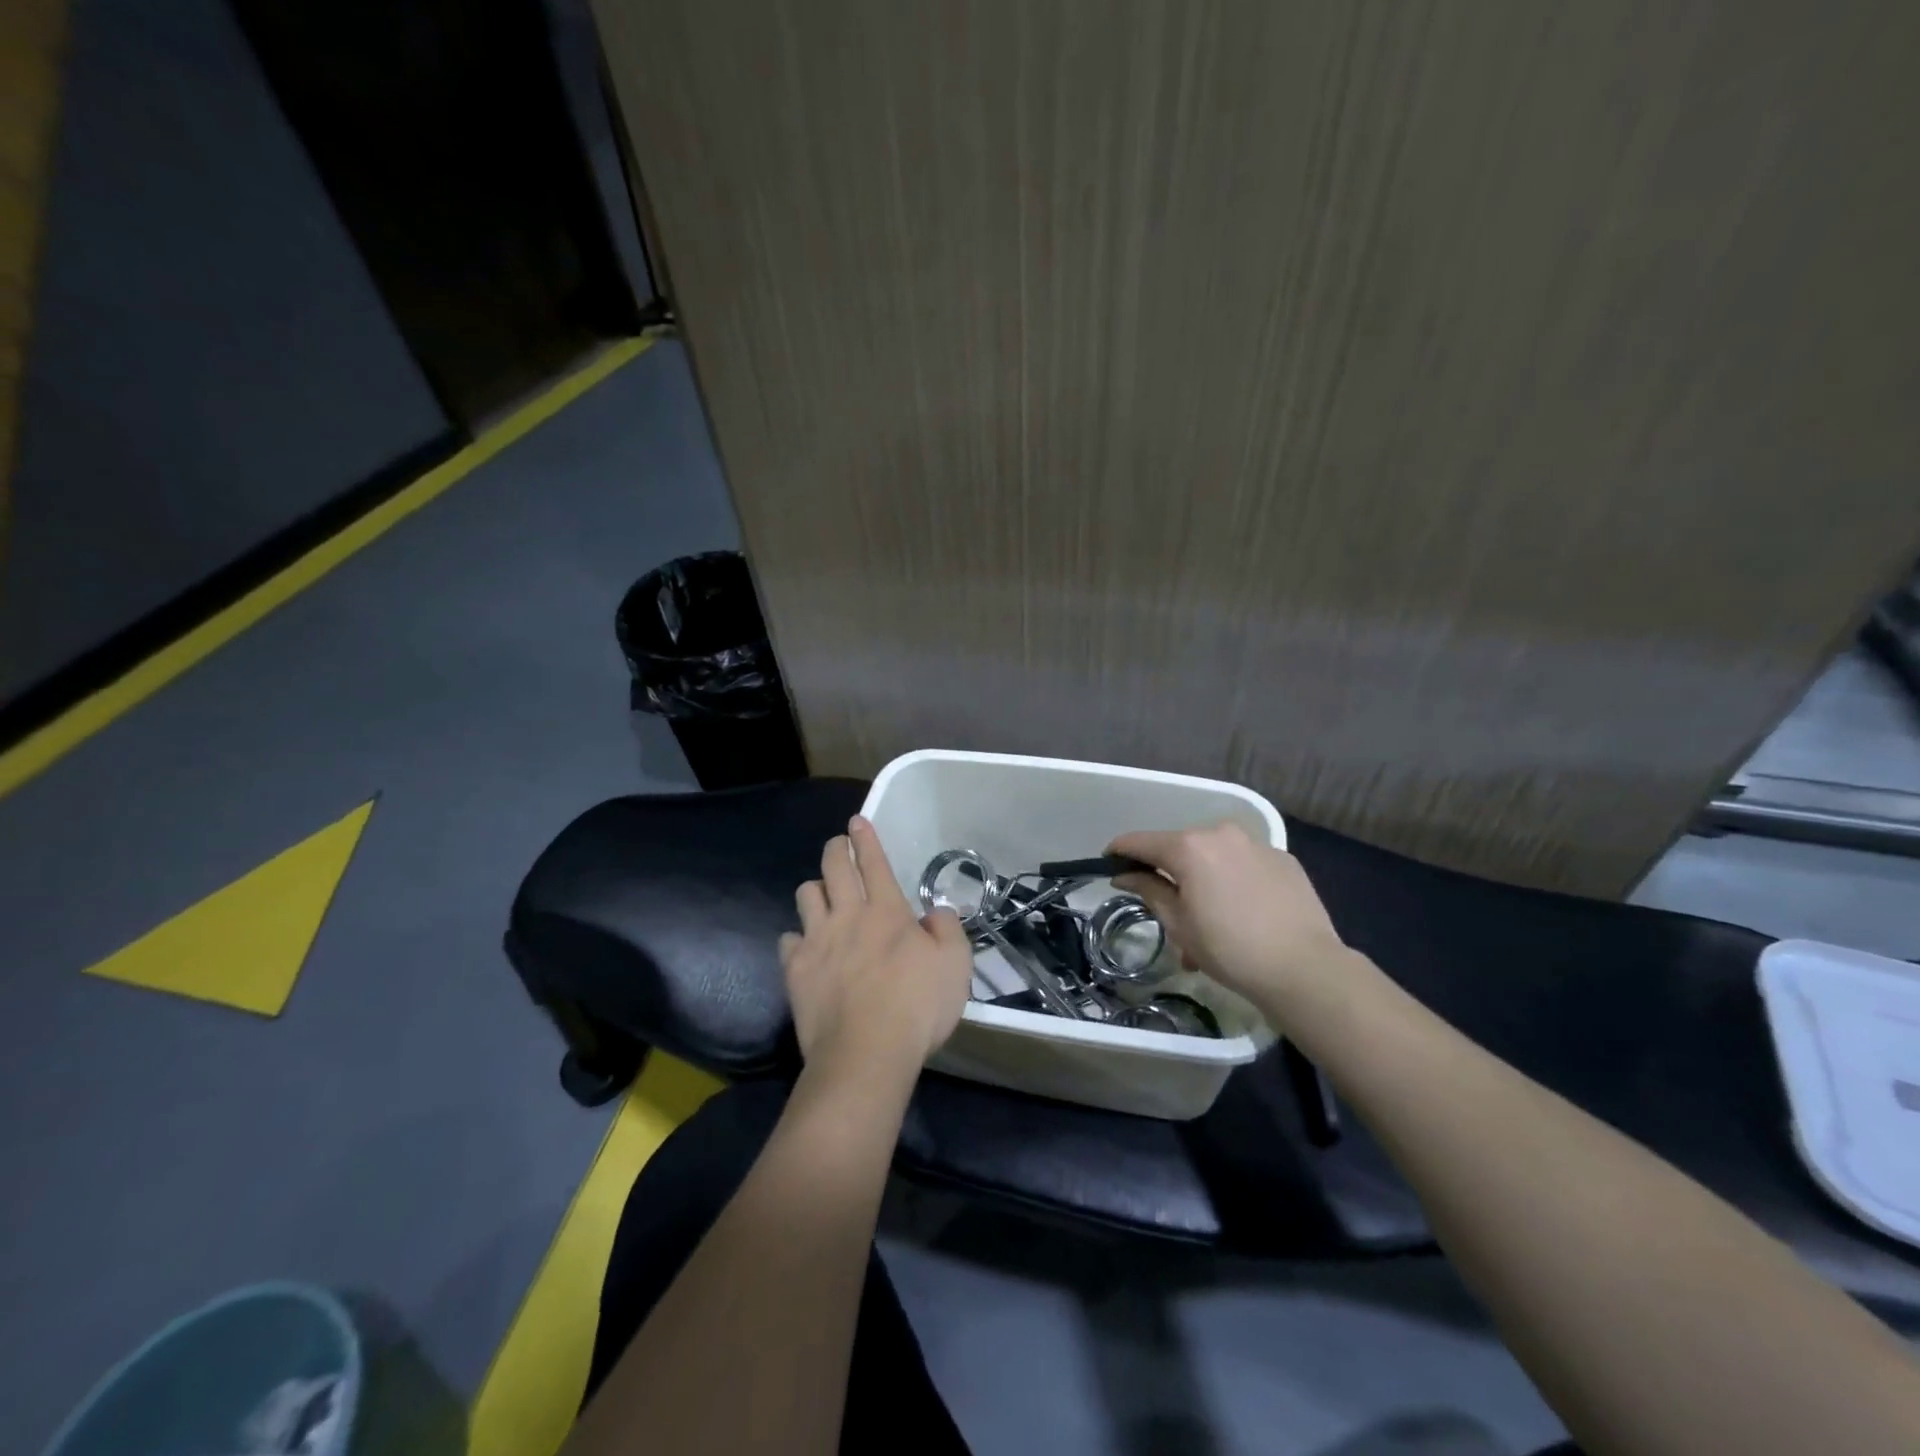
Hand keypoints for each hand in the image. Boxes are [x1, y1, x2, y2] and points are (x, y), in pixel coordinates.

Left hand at [780, 816, 976, 1081]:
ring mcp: (816, 941)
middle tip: (839, 845)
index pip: (873, 861)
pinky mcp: (795, 970)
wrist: (866, 1054)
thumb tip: (934, 912)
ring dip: (815, 890)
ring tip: (823, 896)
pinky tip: (805, 948)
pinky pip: (787, 939)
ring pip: (806, 895)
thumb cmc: (917, 1007)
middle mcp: (847, 915)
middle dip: (836, 848)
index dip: (865, 838)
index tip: (857, 821)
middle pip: (833, 866)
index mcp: (886, 910)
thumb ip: (947, 929)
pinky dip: (797, 939)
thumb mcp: (955, 964)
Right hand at [1110, 821, 1355, 1018]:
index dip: (1119, 852)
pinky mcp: (1283, 859)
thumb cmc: (1229, 949)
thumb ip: (1148, 890)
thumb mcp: (1179, 924)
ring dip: (1202, 880)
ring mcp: (1256, 844)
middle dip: (1168, 874)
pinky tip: (1242, 913)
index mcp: (1190, 847)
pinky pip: (1244, 864)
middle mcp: (1221, 834)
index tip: (1108, 864)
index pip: (1141, 842)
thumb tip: (1125, 874)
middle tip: (1167, 911)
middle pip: (1180, 847)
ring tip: (1208, 921)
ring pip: (1214, 856)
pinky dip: (1232, 880)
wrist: (1304, 968)